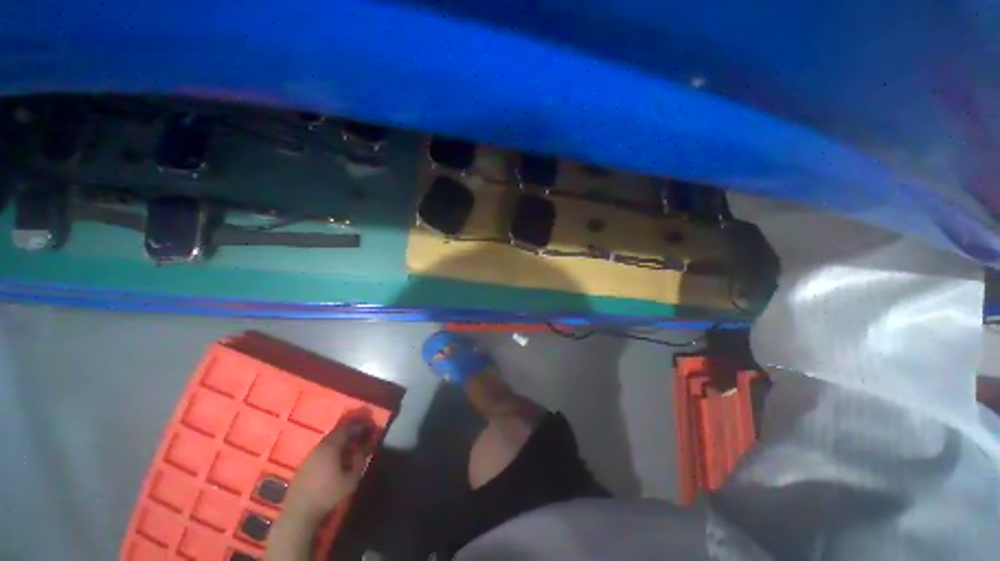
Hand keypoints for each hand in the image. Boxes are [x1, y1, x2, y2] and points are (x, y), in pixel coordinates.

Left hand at [283, 412, 377, 522]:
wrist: (299, 513)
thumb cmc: (328, 494)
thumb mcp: (351, 478)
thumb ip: (360, 459)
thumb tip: (368, 445)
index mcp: (331, 446)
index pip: (348, 427)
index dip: (361, 425)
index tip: (371, 425)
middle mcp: (320, 446)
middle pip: (338, 432)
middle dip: (353, 430)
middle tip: (365, 433)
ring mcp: (310, 455)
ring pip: (330, 441)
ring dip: (343, 440)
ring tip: (354, 444)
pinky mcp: (305, 464)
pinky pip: (323, 449)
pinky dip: (334, 448)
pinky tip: (339, 457)